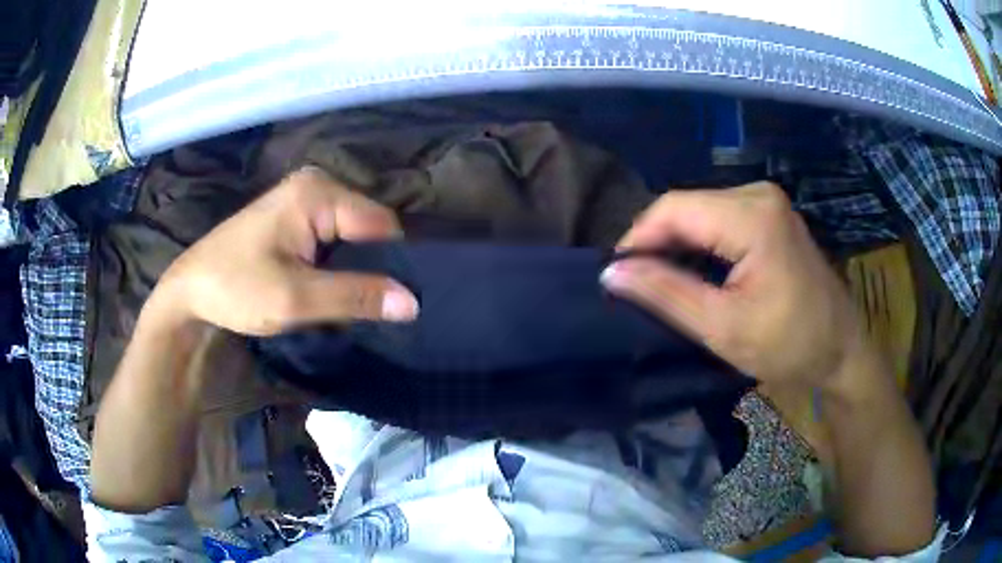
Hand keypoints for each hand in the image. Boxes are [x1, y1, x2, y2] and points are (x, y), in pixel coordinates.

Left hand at [152, 167, 418, 335]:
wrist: (189, 292)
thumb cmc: (235, 288)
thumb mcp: (296, 298)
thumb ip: (355, 296)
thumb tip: (413, 302)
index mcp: (318, 192)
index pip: (381, 225)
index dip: (395, 264)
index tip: (400, 304)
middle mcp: (316, 185)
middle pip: (368, 228)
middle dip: (375, 267)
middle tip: (376, 310)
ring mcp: (304, 199)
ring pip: (353, 237)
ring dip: (356, 269)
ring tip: (357, 303)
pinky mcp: (295, 217)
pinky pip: (334, 240)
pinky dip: (339, 266)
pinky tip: (334, 289)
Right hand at [602, 182, 873, 394]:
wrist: (840, 350)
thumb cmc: (789, 345)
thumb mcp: (723, 328)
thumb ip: (666, 295)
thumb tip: (611, 273)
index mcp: (751, 216)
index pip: (673, 208)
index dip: (637, 238)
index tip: (617, 277)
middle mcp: (758, 194)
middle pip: (686, 206)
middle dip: (656, 243)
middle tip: (636, 286)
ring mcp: (766, 202)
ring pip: (699, 212)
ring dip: (676, 245)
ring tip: (658, 282)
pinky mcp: (769, 214)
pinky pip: (718, 219)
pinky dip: (698, 243)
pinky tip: (691, 271)